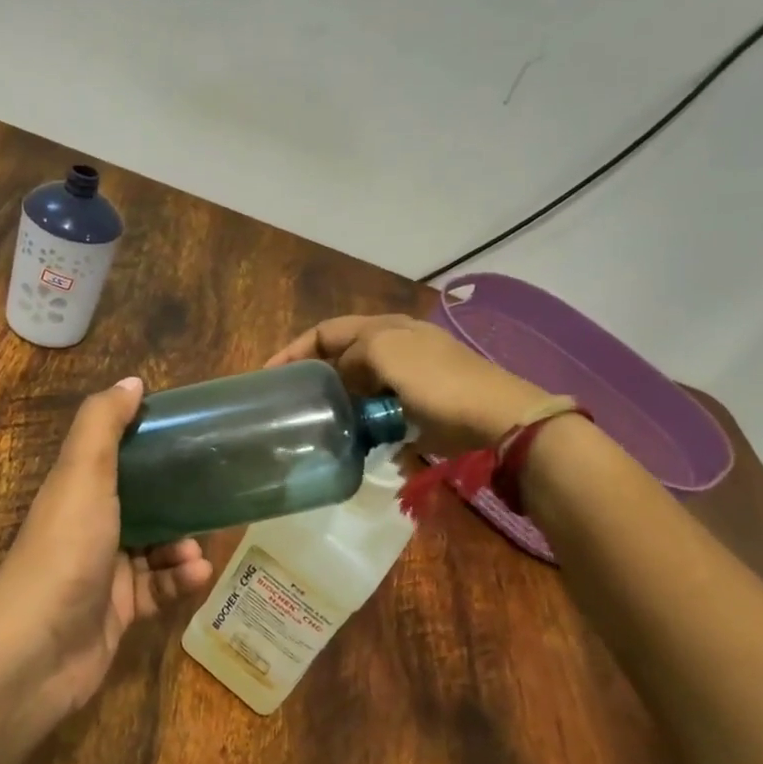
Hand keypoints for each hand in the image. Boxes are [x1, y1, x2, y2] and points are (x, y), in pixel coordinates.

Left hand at [0, 377, 213, 713]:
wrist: (37, 650)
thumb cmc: (64, 550)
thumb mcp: (83, 475)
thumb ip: (104, 424)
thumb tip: (133, 382)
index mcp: (76, 491)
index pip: (117, 459)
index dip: (150, 447)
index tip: (191, 438)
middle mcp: (88, 528)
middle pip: (142, 506)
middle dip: (177, 502)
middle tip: (212, 498)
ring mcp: (103, 573)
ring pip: (155, 549)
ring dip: (182, 546)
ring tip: (200, 549)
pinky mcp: (119, 612)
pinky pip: (158, 589)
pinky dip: (179, 581)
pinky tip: (198, 576)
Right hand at [268, 314, 551, 454]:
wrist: (494, 418)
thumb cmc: (437, 381)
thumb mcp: (385, 352)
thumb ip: (352, 356)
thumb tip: (343, 377)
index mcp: (384, 328)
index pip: (326, 331)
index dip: (294, 350)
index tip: (268, 376)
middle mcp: (394, 346)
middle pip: (341, 356)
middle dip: (314, 375)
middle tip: (289, 401)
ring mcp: (407, 377)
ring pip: (357, 385)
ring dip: (337, 400)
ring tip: (315, 421)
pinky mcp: (417, 407)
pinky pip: (377, 409)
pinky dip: (361, 419)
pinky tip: (351, 436)